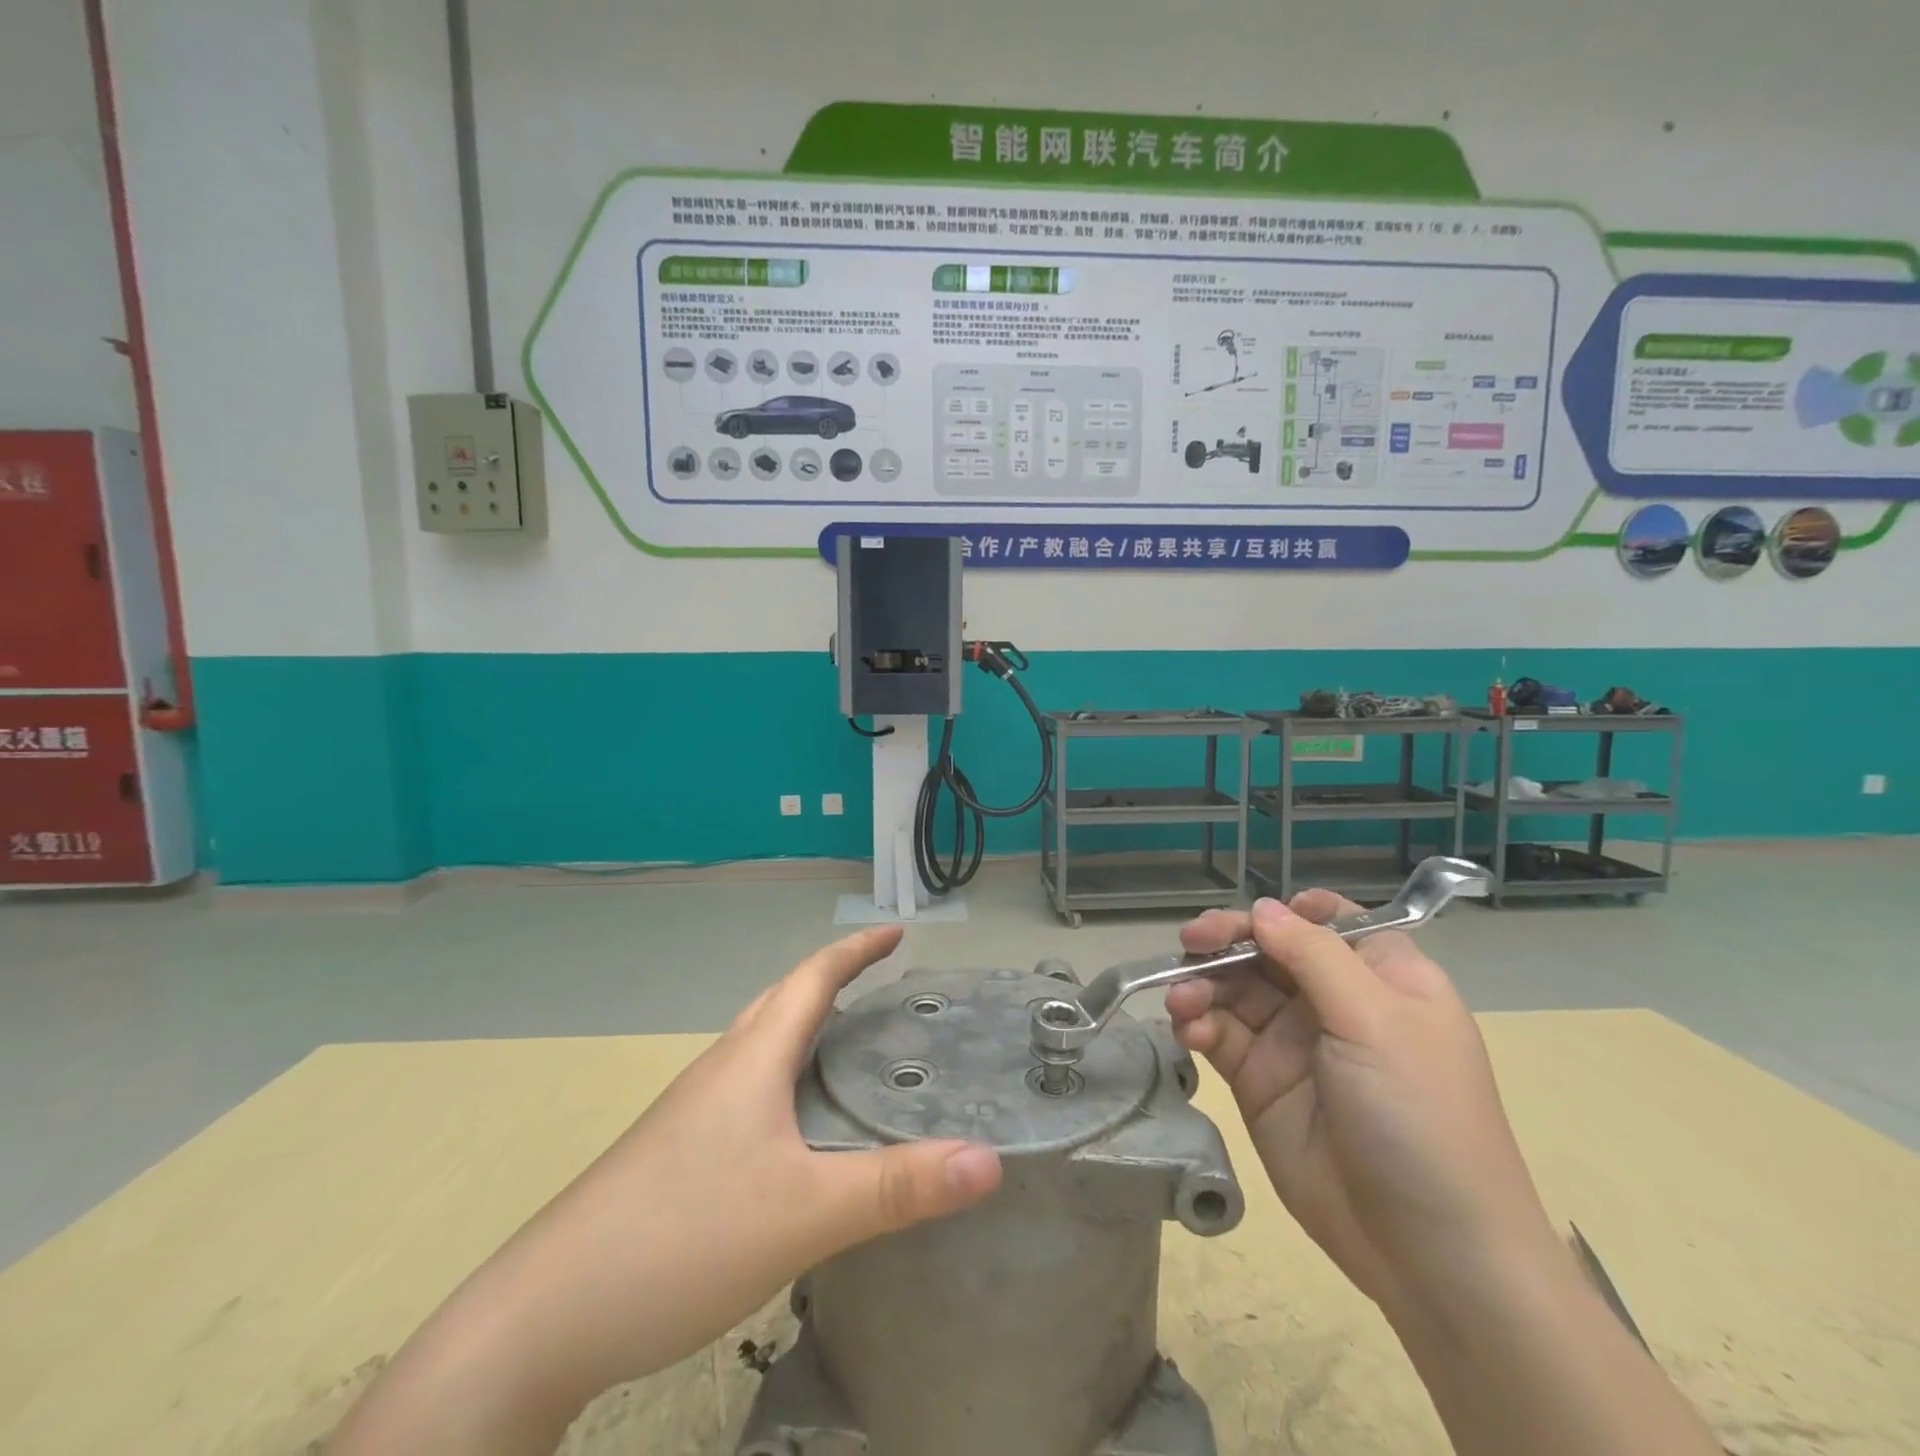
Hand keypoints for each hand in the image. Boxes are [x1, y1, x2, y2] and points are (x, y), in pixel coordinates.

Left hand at [332, 925, 1002, 1454]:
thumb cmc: (683, 1239)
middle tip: (879, 982)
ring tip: (844, 1041)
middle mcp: (719, 1071)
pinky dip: (781, 1075)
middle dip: (832, 980)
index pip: (812, 979)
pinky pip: (742, 1087)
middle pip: (781, 1002)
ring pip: (757, 1046)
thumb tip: (990, 1161)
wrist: (542, 1319)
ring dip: (802, 1026)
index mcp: (751, 1061)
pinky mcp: (674, 1152)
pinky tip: (791, 1125)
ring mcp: (689, 1112)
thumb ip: (899, 1188)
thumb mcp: (805, 1214)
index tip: (896, 931)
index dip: (856, 951)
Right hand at [1165, 893, 1558, 1317]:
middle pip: (1268, 948)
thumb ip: (1313, 956)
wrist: (1427, 1252)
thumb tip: (1263, 908)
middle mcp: (1334, 1001)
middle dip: (1227, 940)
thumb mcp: (1377, 1021)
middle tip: (1191, 942)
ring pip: (1234, 988)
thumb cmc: (1419, 1116)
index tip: (1254, 918)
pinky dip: (1198, 1023)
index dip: (1288, 912)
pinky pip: (1219, 1033)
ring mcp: (1292, 1041)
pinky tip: (1189, 1031)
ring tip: (1182, 1000)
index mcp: (1381, 976)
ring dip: (1202, 983)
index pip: (1329, 922)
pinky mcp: (1260, 1081)